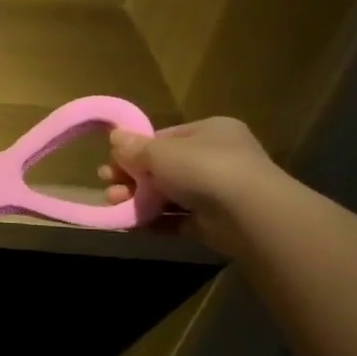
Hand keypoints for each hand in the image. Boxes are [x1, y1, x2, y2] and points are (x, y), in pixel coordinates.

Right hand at [99, 116, 283, 255]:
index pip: (165, 137)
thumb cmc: (203, 168)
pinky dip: (155, 221)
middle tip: (107, 184)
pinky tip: (132, 223)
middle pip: (164, 167)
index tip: (112, 161)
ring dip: (139, 199)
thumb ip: (135, 148)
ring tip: (115, 204)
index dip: (136, 149)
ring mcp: (218, 192)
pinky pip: (178, 219)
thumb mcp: (159, 151)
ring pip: (168, 194)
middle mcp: (217, 158)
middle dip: (132, 177)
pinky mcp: (215, 222)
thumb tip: (115, 137)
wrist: (249, 215)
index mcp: (210, 132)